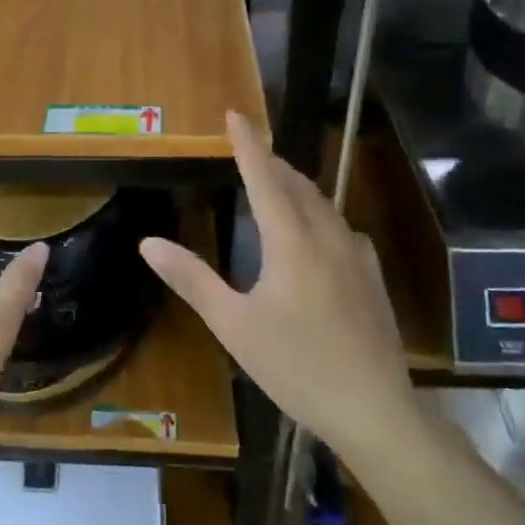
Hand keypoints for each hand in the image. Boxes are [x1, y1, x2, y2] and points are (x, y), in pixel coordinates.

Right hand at [139, 113, 416, 452]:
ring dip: (295, 186)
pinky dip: (317, 213)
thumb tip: (149, 242)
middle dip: (271, 162)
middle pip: (297, 184)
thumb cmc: (296, 365)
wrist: (375, 409)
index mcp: (291, 241)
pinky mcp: (371, 276)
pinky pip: (339, 226)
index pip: (265, 178)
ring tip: (275, 183)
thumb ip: (192, 279)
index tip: (236, 114)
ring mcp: (356, 255)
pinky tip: (314, 233)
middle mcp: (327, 236)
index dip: (248, 144)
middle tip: (248, 150)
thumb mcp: (233, 325)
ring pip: (322, 204)